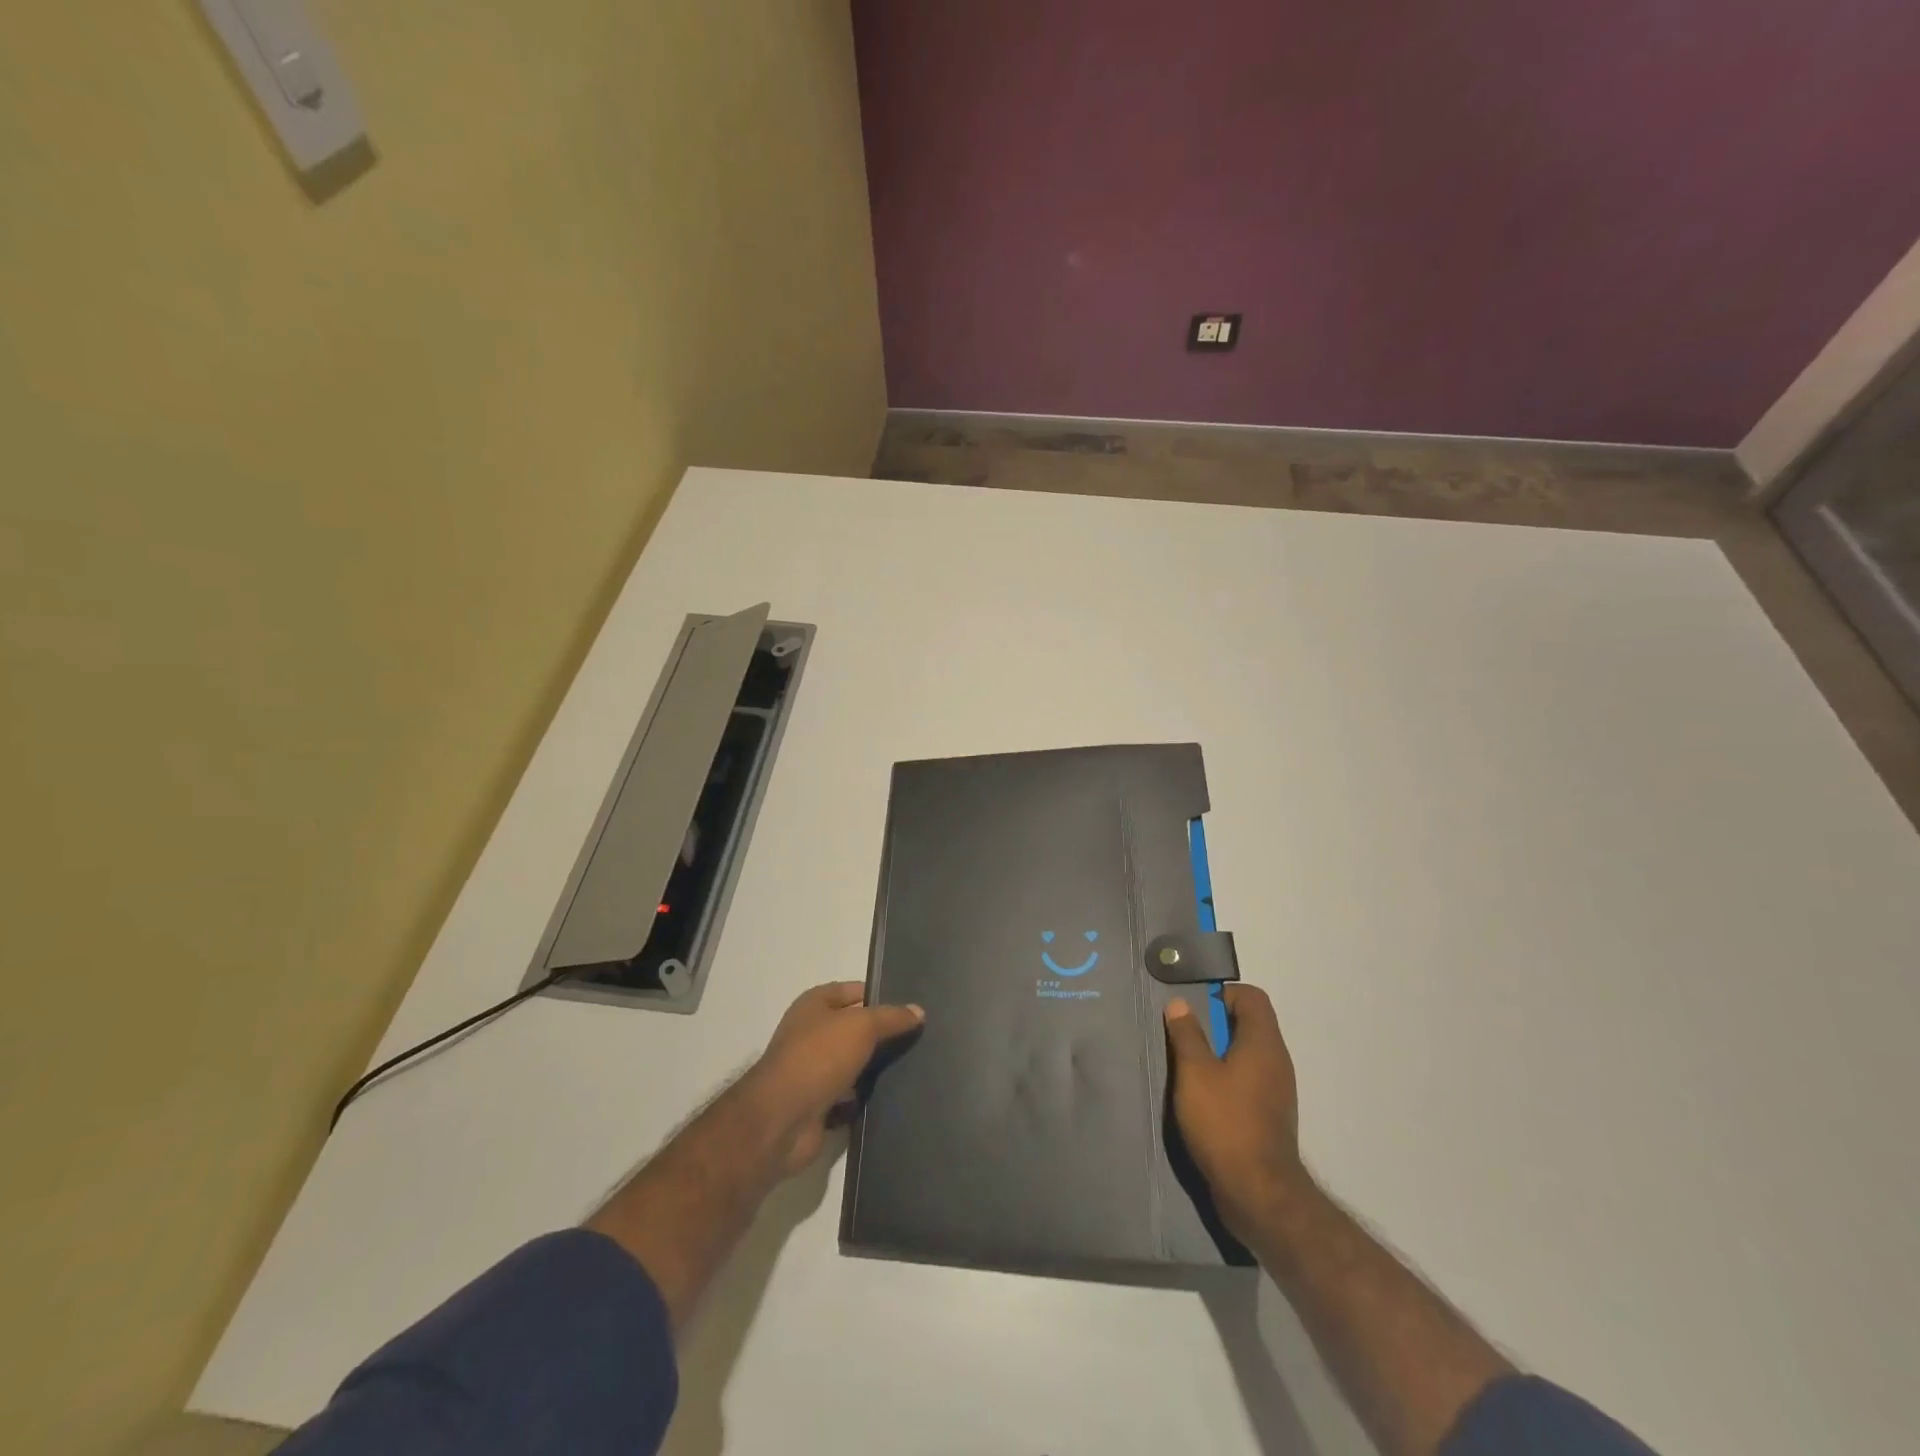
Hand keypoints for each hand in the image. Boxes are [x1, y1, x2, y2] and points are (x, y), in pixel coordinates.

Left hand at [743, 981, 924, 1174]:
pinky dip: (865, 1098)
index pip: (854, 991)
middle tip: (919, 1038)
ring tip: (914, 1067)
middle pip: (855, 1029)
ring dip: (875, 1069)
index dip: (880, 996)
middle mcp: (811, 1033)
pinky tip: (893, 1097)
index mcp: (814, 1004)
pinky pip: (850, 1096)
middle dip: (882, 1035)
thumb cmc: (819, 1057)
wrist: (783, 1120)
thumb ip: (891, 1017)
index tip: (911, 1007)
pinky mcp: (818, 1104)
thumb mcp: (861, 1026)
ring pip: (854, 1063)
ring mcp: (813, 1070)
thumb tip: (919, 1011)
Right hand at [1164, 985, 1310, 1238]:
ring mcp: (1276, 1090)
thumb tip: (1180, 1003)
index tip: (1194, 1009)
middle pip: (1249, 1024)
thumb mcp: (1194, 1073)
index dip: (1222, 994)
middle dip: (1215, 1024)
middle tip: (1183, 1036)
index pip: (1251, 997)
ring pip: (1247, 1054)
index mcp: (1263, 1043)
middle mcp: (1276, 1061)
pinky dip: (1226, 1078)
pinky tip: (1201, 1097)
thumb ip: (1187, 1034)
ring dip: (1218, 1053)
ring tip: (1187, 1067)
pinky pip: (1248, 1080)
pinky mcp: (1270, 1115)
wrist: (1257, 1194)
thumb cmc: (1224, 1122)